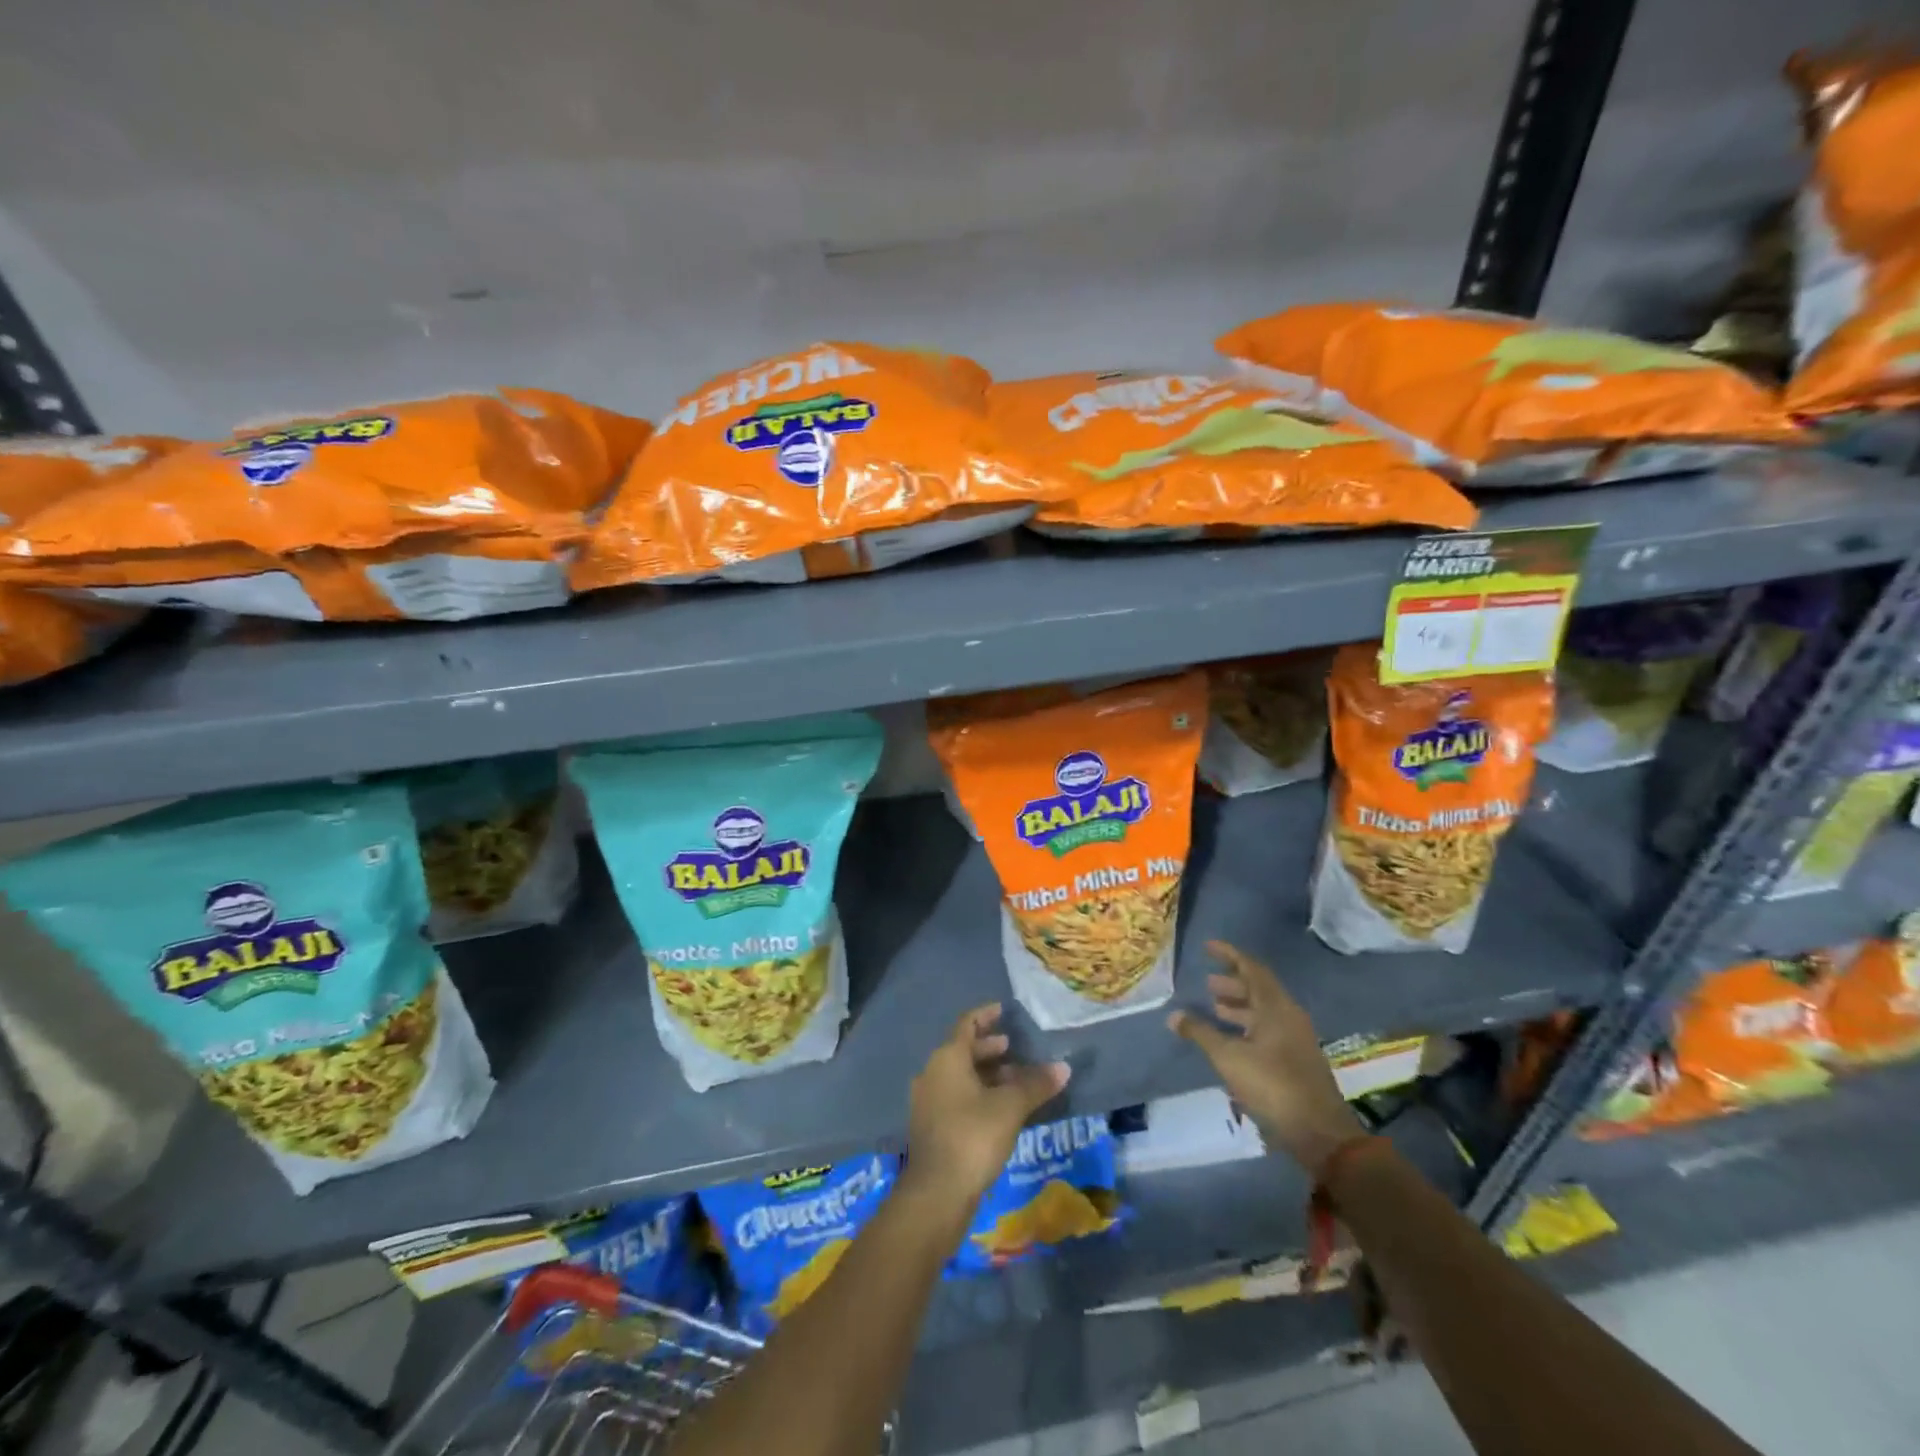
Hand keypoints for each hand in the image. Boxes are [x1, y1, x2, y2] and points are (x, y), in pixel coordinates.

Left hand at [905, 1003, 1069, 1210]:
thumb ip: (1036, 1084)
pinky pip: (956, 1097)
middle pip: (962, 1050)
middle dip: (989, 1048)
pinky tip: (1000, 1110)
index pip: (967, 1024)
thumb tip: (1063, 1067)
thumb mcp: (1010, 1107)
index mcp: (947, 1058)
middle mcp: (932, 1072)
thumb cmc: (973, 1136)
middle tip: (1014, 1048)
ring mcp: (928, 1101)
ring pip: (960, 1076)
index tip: (1004, 1011)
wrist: (936, 1193)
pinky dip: (977, 1094)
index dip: (986, 1015)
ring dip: (985, 1074)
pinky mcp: (931, 1126)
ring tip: (1014, 1080)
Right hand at [1169, 941, 1361, 1176]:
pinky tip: (1230, 1040)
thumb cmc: (1272, 1085)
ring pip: (1264, 1012)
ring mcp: (1295, 1040)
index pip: (1251, 969)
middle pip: (1259, 990)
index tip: (1207, 947)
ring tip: (1214, 1008)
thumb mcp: (1228, 1057)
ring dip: (1239, 1007)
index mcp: (1276, 1007)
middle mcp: (1289, 1017)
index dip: (1229, 955)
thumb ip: (1201, 1033)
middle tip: (1207, 984)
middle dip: (1232, 983)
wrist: (1319, 1133)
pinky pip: (1268, 1030)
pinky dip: (1247, 1027)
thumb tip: (1174, 1015)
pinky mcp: (1296, 1061)